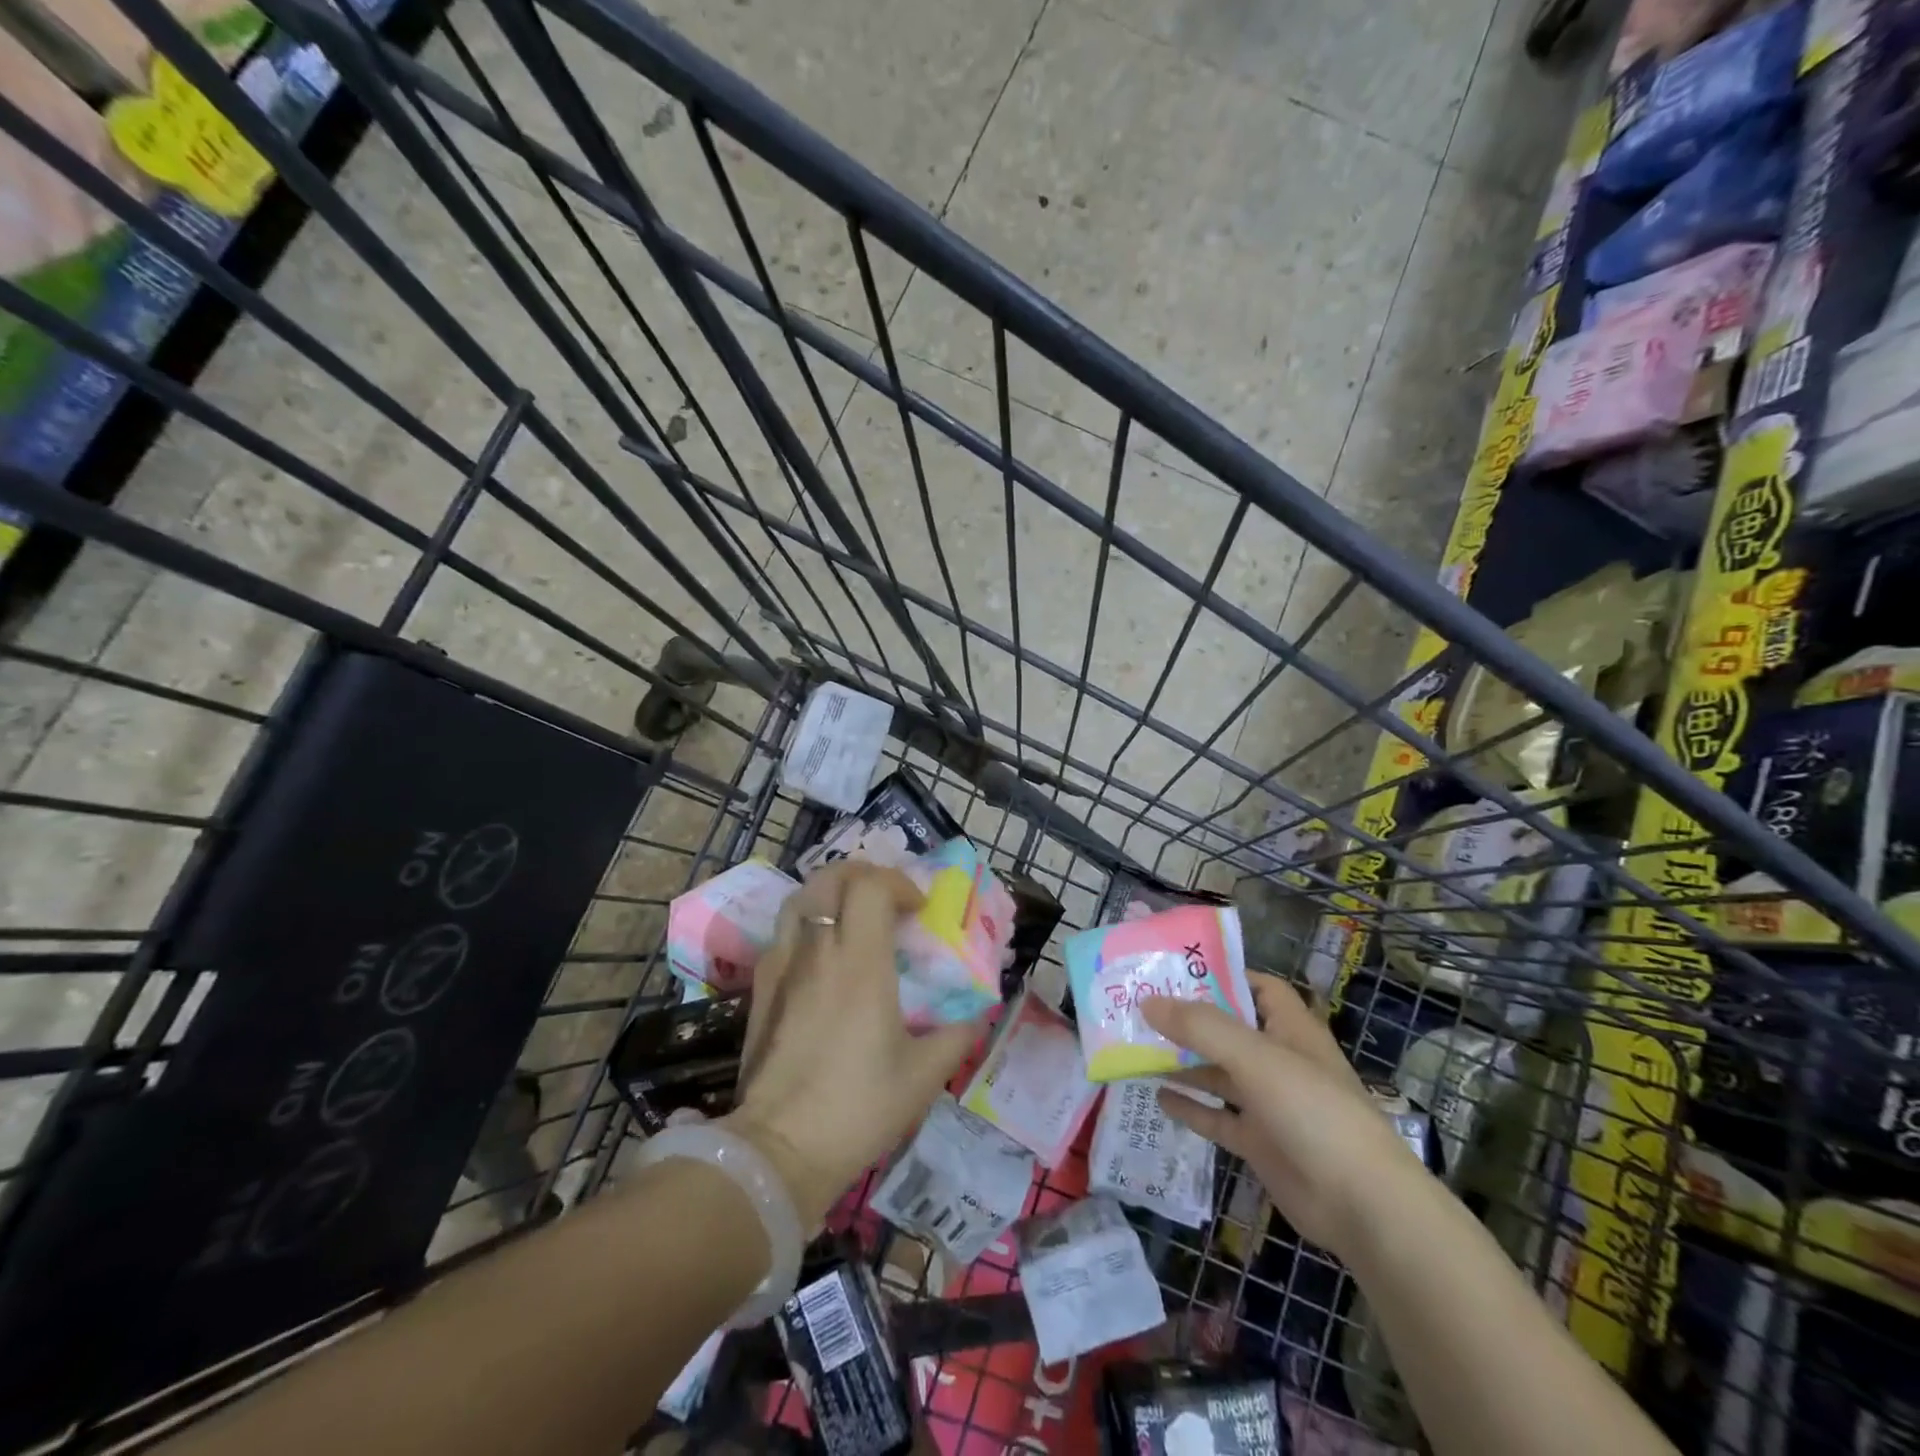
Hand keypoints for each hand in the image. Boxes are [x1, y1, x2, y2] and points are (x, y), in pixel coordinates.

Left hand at [720, 862, 983, 1226]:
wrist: (779, 1149)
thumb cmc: (858, 1107)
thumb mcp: (923, 1075)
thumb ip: (956, 1035)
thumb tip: (974, 1015)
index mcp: (860, 961)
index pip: (871, 886)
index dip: (899, 883)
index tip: (919, 910)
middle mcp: (817, 950)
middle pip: (830, 877)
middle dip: (863, 874)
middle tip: (887, 898)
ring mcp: (781, 965)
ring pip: (800, 898)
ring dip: (831, 893)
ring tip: (853, 916)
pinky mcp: (761, 987)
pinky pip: (784, 932)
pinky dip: (808, 923)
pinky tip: (822, 956)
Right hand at [1142, 974, 1426, 1256]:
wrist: (1362, 1204)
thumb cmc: (1312, 1110)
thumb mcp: (1254, 1057)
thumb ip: (1200, 1027)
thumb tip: (1147, 1003)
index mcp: (1290, 1028)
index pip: (1256, 986)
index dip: (1221, 975)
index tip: (1174, 969)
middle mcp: (1279, 1059)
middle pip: (1229, 1029)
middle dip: (1189, 1019)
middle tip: (1140, 1008)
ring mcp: (1270, 1103)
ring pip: (1219, 1073)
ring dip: (1183, 1062)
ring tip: (1138, 1049)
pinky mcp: (1260, 1142)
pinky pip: (1218, 1116)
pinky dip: (1191, 1107)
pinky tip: (1158, 1097)